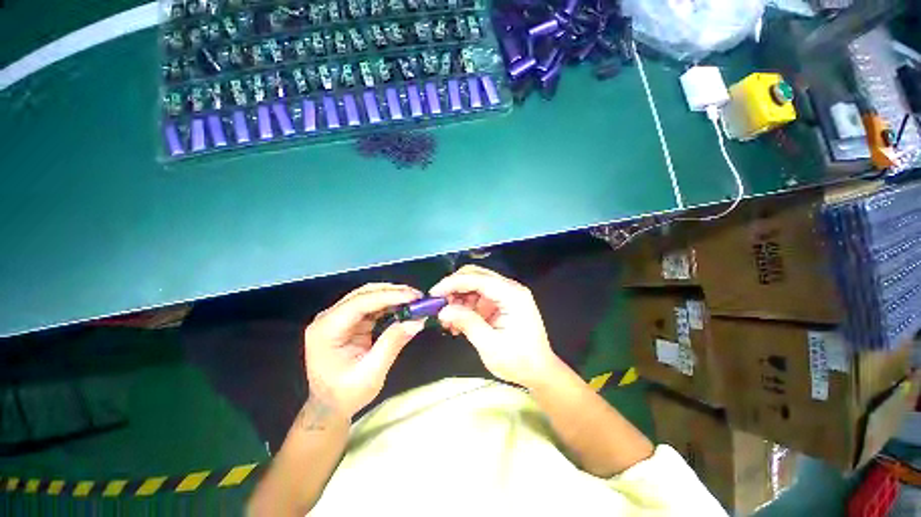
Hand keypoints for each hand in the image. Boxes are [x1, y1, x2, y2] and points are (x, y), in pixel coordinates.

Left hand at [303, 283, 424, 419]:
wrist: (329, 407)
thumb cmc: (346, 394)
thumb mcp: (371, 372)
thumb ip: (393, 343)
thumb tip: (417, 320)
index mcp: (326, 330)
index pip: (360, 303)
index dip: (389, 296)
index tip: (414, 297)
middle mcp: (329, 318)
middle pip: (364, 294)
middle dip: (392, 292)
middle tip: (418, 296)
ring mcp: (337, 318)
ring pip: (368, 296)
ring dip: (392, 296)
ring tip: (414, 300)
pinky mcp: (348, 321)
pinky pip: (371, 306)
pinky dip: (388, 305)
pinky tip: (403, 307)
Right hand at [430, 265, 558, 387]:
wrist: (539, 371)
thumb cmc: (519, 361)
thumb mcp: (490, 345)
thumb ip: (467, 323)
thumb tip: (444, 310)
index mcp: (512, 295)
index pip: (478, 279)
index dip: (453, 283)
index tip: (434, 293)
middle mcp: (510, 288)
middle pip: (476, 275)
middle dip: (454, 288)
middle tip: (439, 305)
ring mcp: (506, 294)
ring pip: (474, 285)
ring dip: (458, 298)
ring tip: (448, 319)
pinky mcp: (501, 302)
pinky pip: (478, 296)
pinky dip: (465, 306)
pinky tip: (458, 322)